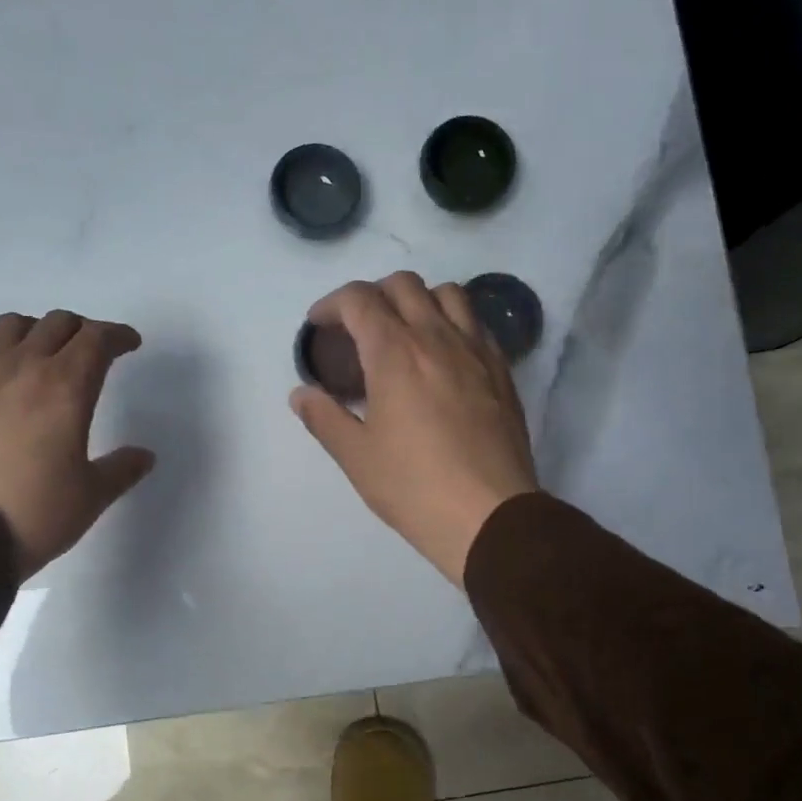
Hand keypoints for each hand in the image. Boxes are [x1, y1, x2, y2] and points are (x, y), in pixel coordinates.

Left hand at [0, 310, 155, 578]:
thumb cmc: (35, 513)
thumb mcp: (91, 496)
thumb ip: (122, 469)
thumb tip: (144, 456)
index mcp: (66, 388)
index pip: (97, 339)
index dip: (118, 335)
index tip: (129, 344)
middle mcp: (23, 368)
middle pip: (57, 323)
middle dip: (83, 330)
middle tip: (94, 352)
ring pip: (12, 325)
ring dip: (37, 331)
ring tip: (45, 355)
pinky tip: (2, 378)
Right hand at [290, 272, 539, 584]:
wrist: (489, 516)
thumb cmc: (413, 487)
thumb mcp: (356, 457)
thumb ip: (323, 418)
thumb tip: (299, 394)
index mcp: (394, 353)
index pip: (358, 300)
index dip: (331, 305)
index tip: (319, 325)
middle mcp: (436, 338)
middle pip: (403, 285)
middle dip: (372, 295)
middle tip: (357, 328)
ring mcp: (475, 351)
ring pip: (447, 294)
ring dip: (417, 300)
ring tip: (404, 332)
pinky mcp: (502, 371)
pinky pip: (477, 323)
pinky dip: (452, 322)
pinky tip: (443, 356)